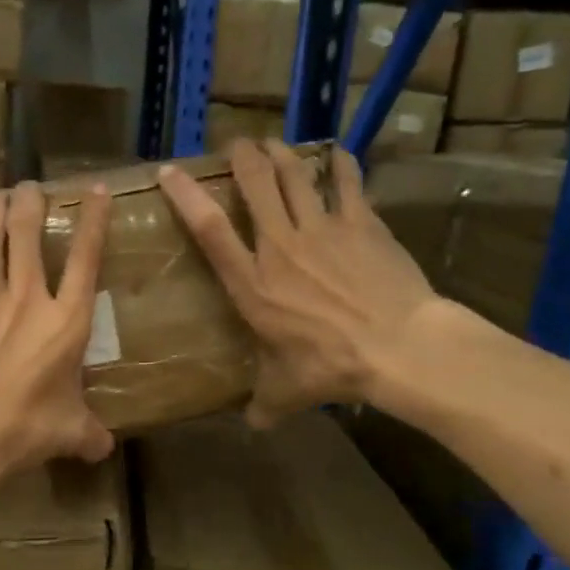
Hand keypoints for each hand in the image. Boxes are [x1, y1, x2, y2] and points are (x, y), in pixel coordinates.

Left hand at [0, 179, 115, 471]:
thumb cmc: (26, 427)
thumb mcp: (69, 432)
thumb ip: (90, 435)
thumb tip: (105, 449)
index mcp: (67, 321)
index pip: (86, 258)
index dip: (92, 220)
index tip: (94, 189)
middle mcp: (28, 299)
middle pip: (27, 232)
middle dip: (28, 200)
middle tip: (28, 186)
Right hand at [157, 139, 445, 426]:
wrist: (398, 345)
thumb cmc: (331, 366)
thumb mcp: (287, 391)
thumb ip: (264, 403)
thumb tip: (253, 425)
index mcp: (253, 284)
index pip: (210, 230)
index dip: (187, 197)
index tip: (171, 172)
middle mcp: (280, 247)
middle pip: (256, 186)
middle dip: (242, 158)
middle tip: (236, 145)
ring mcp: (323, 229)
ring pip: (295, 176)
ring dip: (282, 155)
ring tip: (273, 144)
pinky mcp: (361, 223)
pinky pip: (346, 183)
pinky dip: (339, 165)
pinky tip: (336, 154)